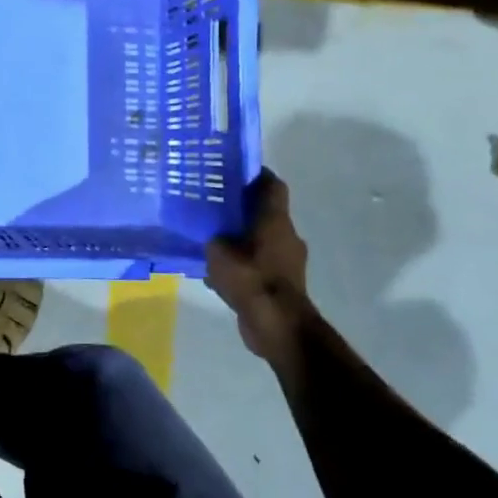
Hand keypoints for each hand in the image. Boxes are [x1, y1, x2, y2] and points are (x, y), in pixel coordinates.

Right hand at [205, 169, 313, 366]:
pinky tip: (218, 272)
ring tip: (211, 240)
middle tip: (213, 205)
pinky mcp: (281, 283)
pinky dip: (242, 263)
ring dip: (241, 238)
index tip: (232, 171)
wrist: (278, 326)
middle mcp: (285, 236)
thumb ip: (213, 239)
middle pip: (264, 212)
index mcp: (275, 221)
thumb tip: (211, 237)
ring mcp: (286, 261)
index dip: (255, 175)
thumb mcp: (219, 253)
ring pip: (261, 239)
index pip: (272, 186)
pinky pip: (258, 264)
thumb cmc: (251, 280)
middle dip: (241, 208)